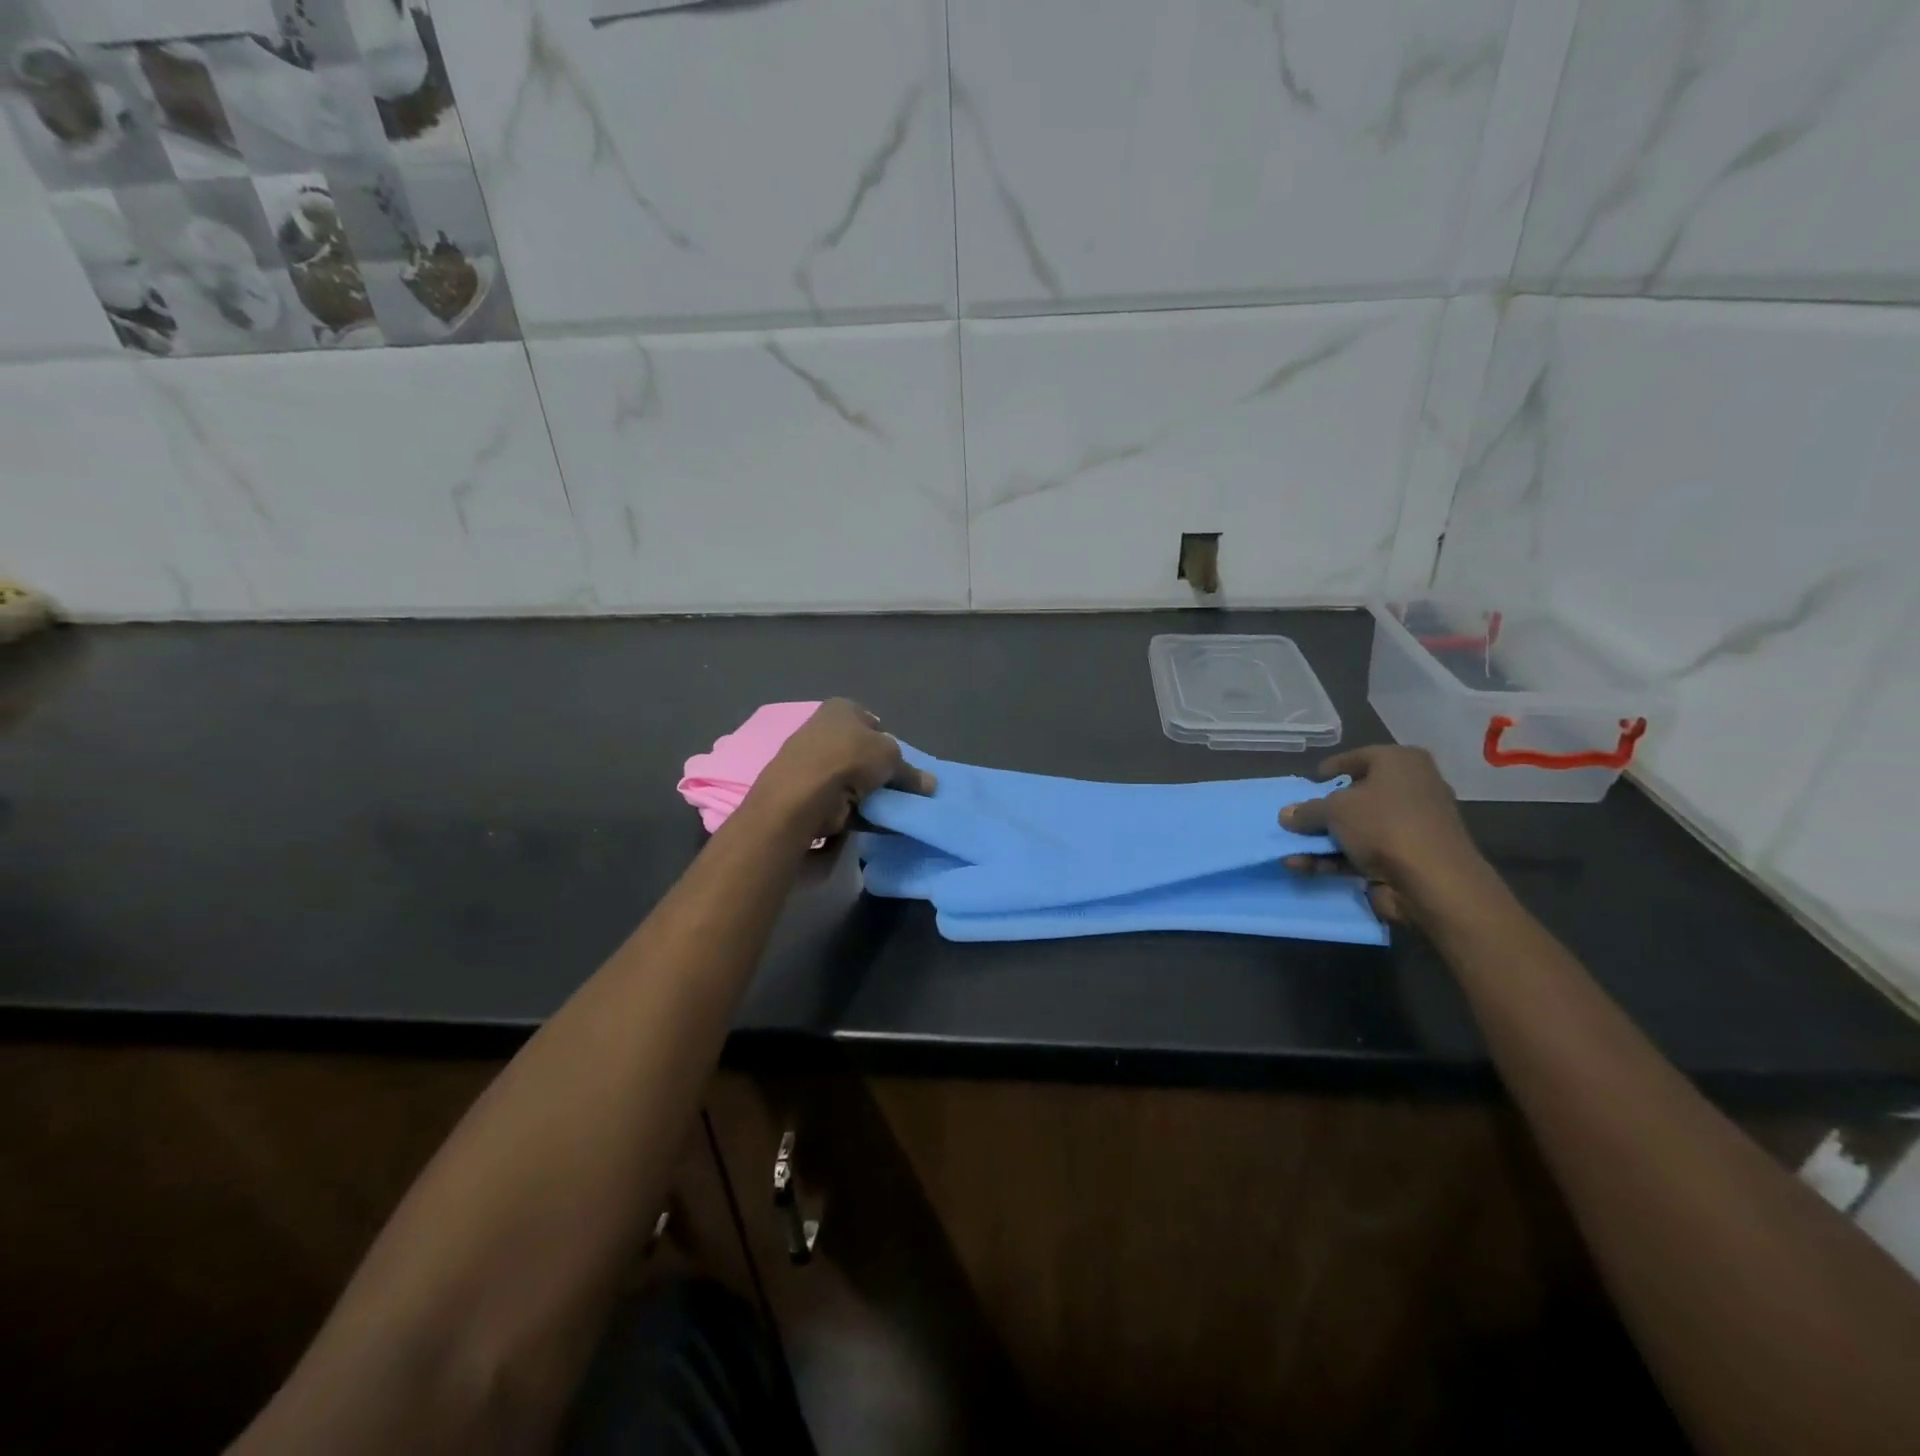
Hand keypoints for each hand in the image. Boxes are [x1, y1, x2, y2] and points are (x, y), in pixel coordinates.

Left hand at [749, 699, 936, 841]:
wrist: (804, 794)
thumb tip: (931, 784)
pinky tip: (874, 822)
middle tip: (900, 789)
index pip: (871, 722)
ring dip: (869, 794)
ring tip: (890, 809)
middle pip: (862, 753)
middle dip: (880, 772)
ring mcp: (813, 763)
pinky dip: (857, 811)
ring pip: (852, 779)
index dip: (888, 742)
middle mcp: (823, 730)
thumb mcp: (892, 758)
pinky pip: (841, 801)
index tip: (902, 764)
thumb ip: (911, 772)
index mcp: (841, 709)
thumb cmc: (850, 758)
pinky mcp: (807, 793)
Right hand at [1279, 746, 1497, 923]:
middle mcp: (1411, 789)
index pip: (1359, 758)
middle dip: (1323, 810)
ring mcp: (1409, 827)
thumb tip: (1286, 814)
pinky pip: (1362, 853)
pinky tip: (1301, 866)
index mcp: (1402, 763)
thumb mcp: (1334, 809)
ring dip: (1321, 840)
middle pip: (1357, 796)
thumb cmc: (1384, 824)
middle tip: (1297, 817)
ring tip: (1289, 848)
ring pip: (1356, 828)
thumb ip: (1306, 810)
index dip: (1332, 768)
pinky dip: (1333, 859)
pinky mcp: (1405, 859)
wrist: (1433, 882)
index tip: (1311, 781)